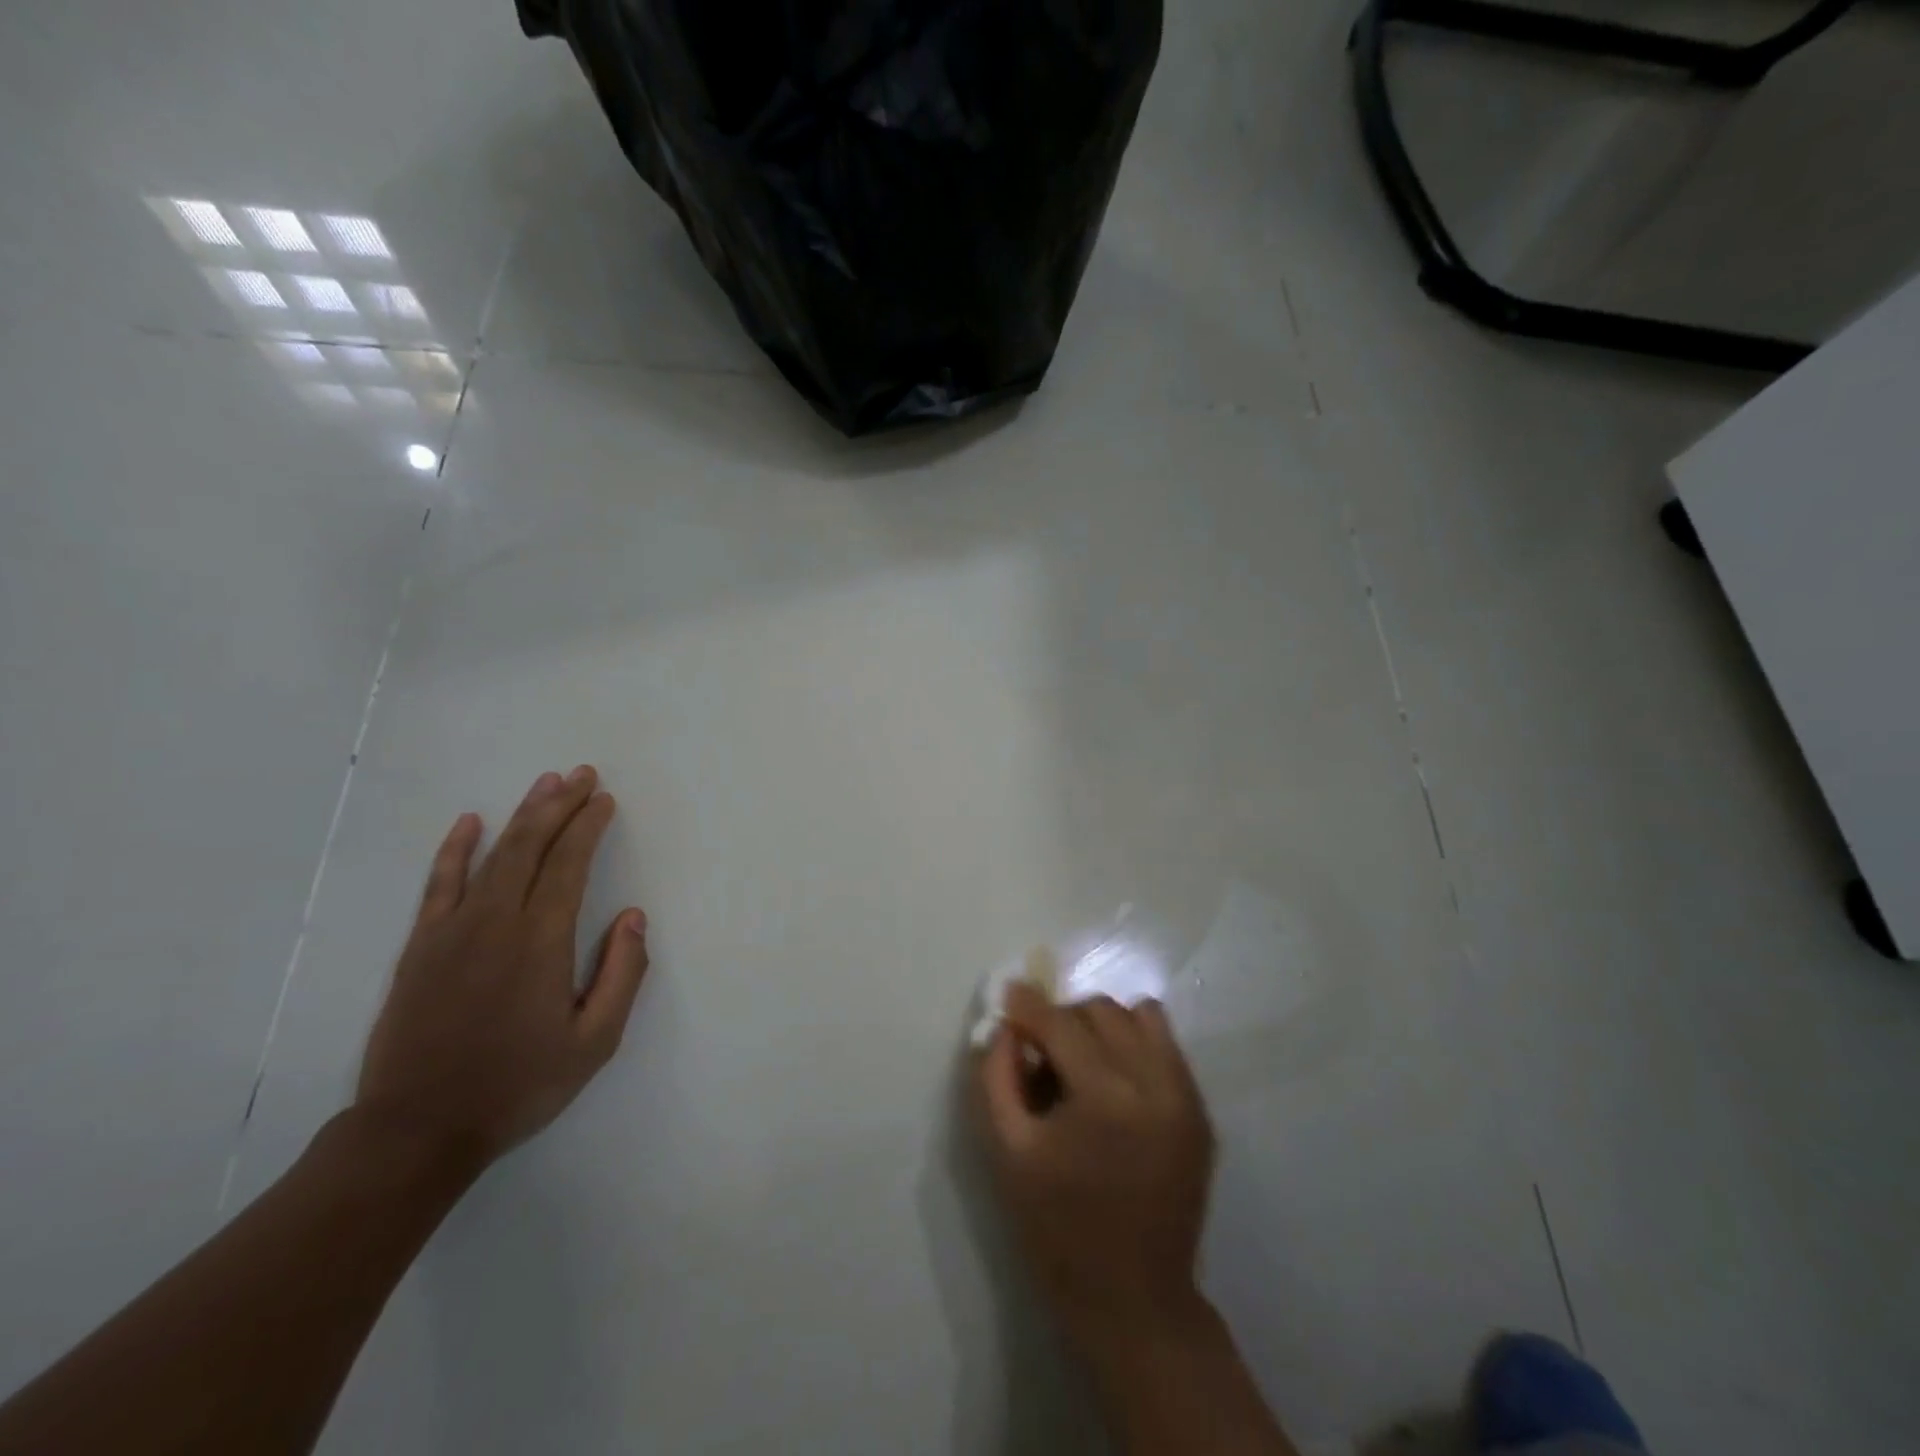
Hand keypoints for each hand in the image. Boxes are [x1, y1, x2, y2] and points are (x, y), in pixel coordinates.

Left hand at [355, 766, 649, 1169]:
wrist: (417, 1131)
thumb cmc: (518, 1086)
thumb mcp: (594, 1043)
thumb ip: (622, 975)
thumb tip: (634, 917)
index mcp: (541, 942)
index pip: (569, 866)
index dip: (588, 827)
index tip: (604, 800)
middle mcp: (496, 923)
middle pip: (530, 847)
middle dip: (559, 805)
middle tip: (581, 774)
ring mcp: (451, 931)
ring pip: (491, 855)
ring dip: (520, 816)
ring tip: (544, 784)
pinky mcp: (421, 947)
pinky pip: (439, 884)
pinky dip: (455, 849)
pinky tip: (469, 822)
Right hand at [978, 984, 1214, 1347]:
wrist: (1134, 1300)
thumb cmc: (1058, 1228)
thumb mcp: (1008, 1152)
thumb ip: (996, 1077)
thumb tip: (1005, 1025)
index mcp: (1105, 1098)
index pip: (1061, 1023)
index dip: (1029, 1004)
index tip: (1009, 993)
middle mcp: (1155, 1083)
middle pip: (1102, 1011)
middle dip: (1063, 1018)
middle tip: (1042, 1049)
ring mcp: (1186, 1096)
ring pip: (1140, 1017)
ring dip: (1103, 1024)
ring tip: (1082, 1060)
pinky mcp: (1202, 1111)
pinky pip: (1165, 1046)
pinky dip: (1134, 1044)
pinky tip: (1114, 1081)